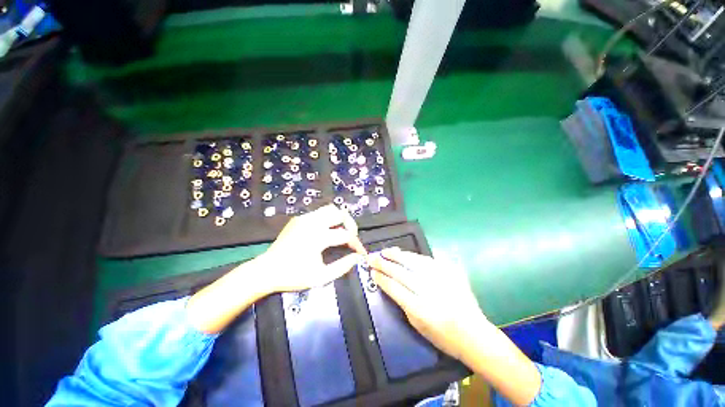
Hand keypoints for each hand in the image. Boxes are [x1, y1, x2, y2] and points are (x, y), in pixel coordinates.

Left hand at [258, 204, 366, 292]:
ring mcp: (304, 218)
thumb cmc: (293, 276)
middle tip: (352, 238)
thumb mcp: (320, 277)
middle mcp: (313, 222)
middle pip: (340, 214)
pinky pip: (319, 213)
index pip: (346, 235)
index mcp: (318, 237)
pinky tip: (326, 231)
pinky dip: (328, 219)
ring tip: (341, 232)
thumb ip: (342, 267)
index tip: (361, 253)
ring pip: (330, 209)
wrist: (266, 271)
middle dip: (351, 225)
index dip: (357, 244)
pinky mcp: (299, 219)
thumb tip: (357, 258)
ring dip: (339, 219)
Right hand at [368, 247, 486, 360]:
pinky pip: (427, 260)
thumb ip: (402, 303)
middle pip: (400, 272)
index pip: (393, 287)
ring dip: (396, 255)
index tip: (372, 272)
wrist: (473, 333)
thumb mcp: (417, 325)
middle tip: (373, 257)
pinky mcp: (448, 272)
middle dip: (383, 263)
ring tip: (386, 251)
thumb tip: (390, 285)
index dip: (381, 278)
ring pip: (412, 262)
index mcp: (419, 308)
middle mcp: (427, 290)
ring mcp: (439, 279)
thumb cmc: (442, 336)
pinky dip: (413, 256)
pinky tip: (405, 254)